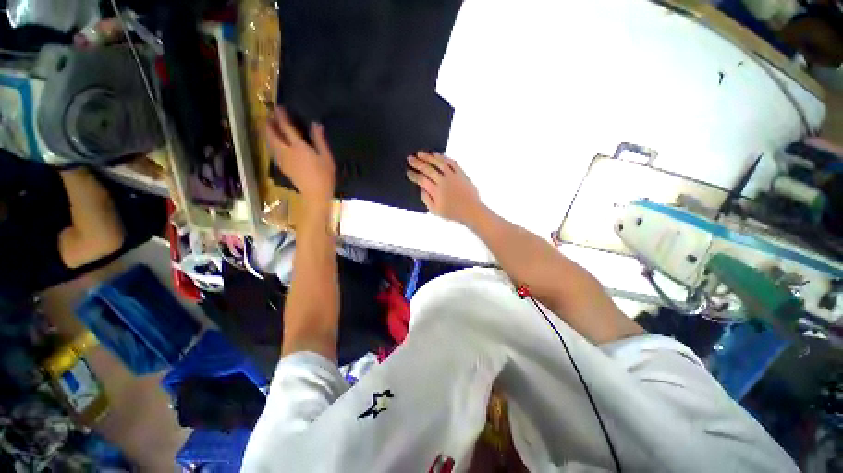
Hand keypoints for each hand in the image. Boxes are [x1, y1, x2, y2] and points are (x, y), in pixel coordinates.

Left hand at [267, 107, 335, 204]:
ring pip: (271, 143)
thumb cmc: (324, 176)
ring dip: (269, 133)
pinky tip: (276, 144)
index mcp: (298, 147)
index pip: (286, 127)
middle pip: (272, 134)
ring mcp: (283, 160)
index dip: (281, 116)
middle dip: (270, 124)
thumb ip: (319, 140)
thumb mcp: (326, 157)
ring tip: (270, 128)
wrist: (315, 195)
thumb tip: (315, 124)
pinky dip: (272, 144)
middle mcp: (287, 151)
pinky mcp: (283, 167)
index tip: (279, 108)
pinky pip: (274, 151)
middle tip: (270, 117)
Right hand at [406, 152, 481, 223]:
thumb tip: (422, 188)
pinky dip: (443, 157)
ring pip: (439, 163)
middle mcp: (443, 181)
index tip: (408, 172)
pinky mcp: (461, 173)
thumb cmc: (453, 213)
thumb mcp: (435, 211)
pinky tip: (436, 154)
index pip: (422, 180)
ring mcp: (453, 176)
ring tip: (420, 153)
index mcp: (436, 191)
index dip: (414, 175)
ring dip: (428, 157)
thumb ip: (426, 199)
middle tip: (410, 158)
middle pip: (428, 169)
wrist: (471, 210)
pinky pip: (451, 162)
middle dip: (417, 163)